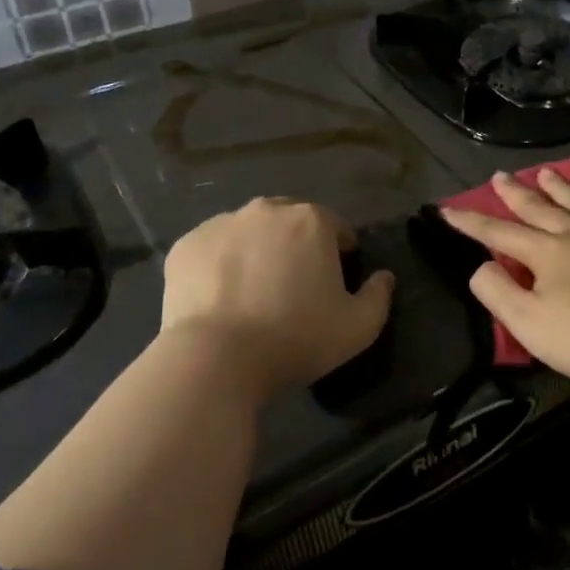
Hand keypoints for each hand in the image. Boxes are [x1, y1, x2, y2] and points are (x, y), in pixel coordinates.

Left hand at [159, 197, 394, 401]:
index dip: (341, 252)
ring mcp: (221, 224)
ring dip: (257, 250)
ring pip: (249, 231)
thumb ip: (379, 296)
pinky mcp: (185, 245)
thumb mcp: (358, 328)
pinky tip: (220, 297)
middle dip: (297, 244)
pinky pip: (213, 249)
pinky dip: (220, 264)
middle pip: (290, 221)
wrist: (215, 359)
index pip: (336, 226)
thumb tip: (384, 277)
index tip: (335, 282)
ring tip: (253, 291)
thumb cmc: (295, 339)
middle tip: (294, 286)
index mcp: (311, 221)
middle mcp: (266, 210)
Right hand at [439, 172, 569, 396]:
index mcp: (546, 253)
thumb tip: (481, 266)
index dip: (471, 223)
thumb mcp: (528, 323)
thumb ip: (497, 292)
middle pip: (540, 210)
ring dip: (562, 188)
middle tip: (500, 176)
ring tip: (547, 173)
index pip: (500, 234)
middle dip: (516, 194)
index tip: (448, 210)